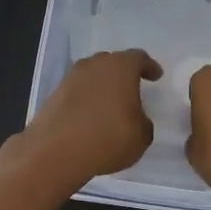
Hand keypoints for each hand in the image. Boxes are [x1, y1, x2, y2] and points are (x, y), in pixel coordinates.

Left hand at [20, 49, 161, 186]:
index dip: (149, 66)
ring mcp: (71, 78)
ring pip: (92, 75)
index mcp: (121, 67)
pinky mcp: (54, 94)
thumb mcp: (141, 136)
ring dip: (102, 85)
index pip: (139, 58)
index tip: (156, 75)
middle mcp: (95, 65)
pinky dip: (86, 98)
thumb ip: (143, 121)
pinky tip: (90, 115)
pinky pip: (77, 91)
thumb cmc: (108, 138)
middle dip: (123, 73)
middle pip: (112, 62)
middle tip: (132, 87)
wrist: (56, 151)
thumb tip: (135, 118)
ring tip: (110, 103)